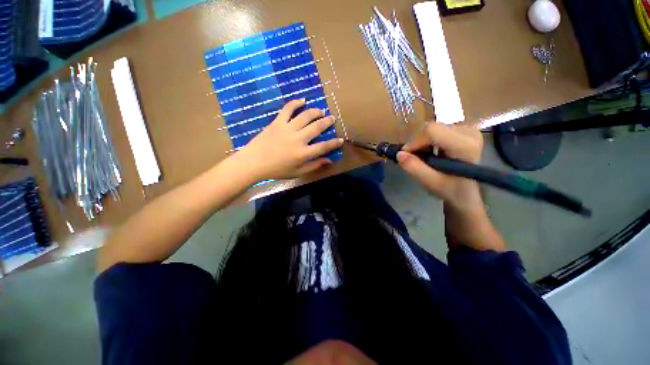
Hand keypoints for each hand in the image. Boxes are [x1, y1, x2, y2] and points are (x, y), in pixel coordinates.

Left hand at [234, 99, 343, 180]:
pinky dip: (296, 103)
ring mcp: (287, 129)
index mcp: (303, 153)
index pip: (323, 147)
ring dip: (315, 112)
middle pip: (317, 127)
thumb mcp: (297, 172)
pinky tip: (302, 101)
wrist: (254, 162)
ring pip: (305, 116)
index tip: (341, 139)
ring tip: (321, 111)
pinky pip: (288, 109)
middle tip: (332, 118)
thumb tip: (328, 161)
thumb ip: (313, 166)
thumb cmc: (276, 170)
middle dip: (327, 122)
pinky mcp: (277, 122)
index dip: (334, 143)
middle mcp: (298, 139)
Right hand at [397, 122, 483, 212]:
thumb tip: (399, 154)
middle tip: (416, 159)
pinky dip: (429, 141)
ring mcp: (468, 129)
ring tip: (425, 157)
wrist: (467, 191)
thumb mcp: (430, 183)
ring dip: (423, 143)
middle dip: (418, 143)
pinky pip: (438, 129)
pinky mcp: (464, 129)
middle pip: (432, 128)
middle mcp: (469, 132)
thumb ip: (414, 168)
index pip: (432, 131)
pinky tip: (433, 152)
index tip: (407, 156)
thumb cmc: (450, 189)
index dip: (415, 142)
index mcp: (465, 146)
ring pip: (433, 128)